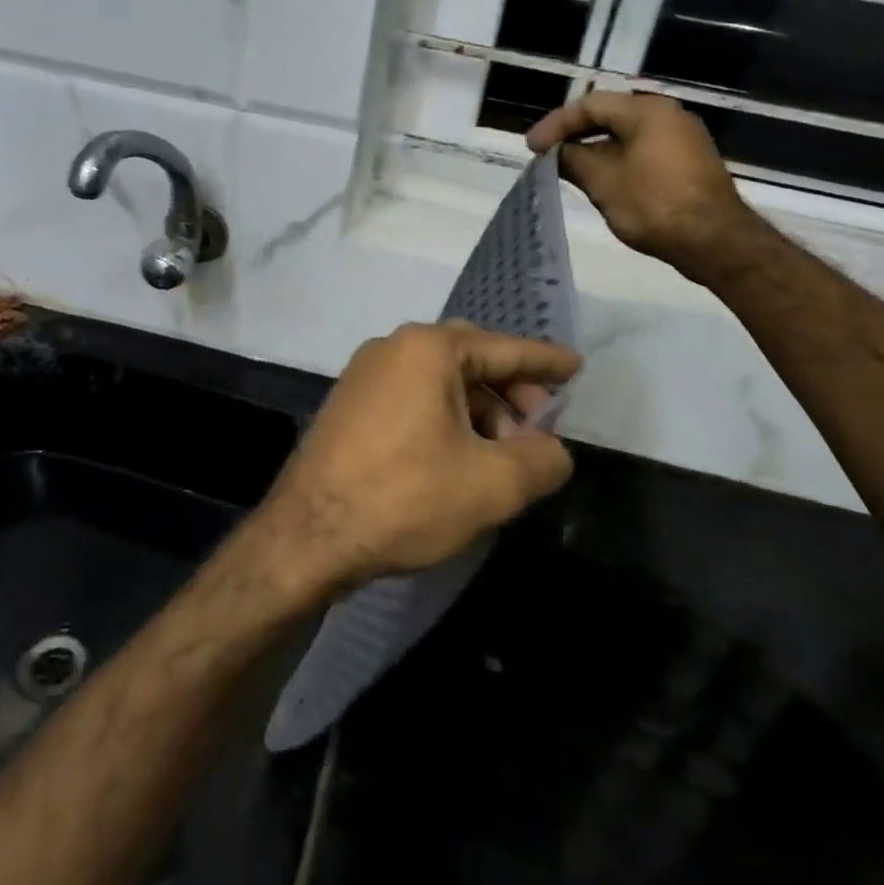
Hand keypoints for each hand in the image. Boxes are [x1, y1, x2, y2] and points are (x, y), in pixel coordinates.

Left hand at [255, 322, 580, 599]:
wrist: (308, 535)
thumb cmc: (404, 498)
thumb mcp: (491, 485)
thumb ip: (540, 461)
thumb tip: (552, 451)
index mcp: (427, 349)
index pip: (504, 348)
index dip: (545, 362)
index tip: (575, 367)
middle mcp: (392, 348)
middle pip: (469, 359)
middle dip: (509, 389)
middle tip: (538, 425)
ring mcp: (363, 375)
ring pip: (438, 381)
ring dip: (477, 409)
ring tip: (500, 455)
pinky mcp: (348, 405)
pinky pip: (411, 398)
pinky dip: (444, 418)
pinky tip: (457, 457)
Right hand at [526, 91, 766, 284]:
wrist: (714, 240)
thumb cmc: (653, 204)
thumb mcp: (603, 182)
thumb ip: (574, 160)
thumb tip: (558, 153)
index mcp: (646, 110)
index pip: (590, 105)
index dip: (555, 125)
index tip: (531, 149)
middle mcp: (667, 114)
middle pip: (609, 115)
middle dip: (574, 134)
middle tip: (546, 154)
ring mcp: (682, 137)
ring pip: (626, 134)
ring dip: (594, 149)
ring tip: (567, 168)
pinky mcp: (688, 161)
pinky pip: (642, 149)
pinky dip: (616, 159)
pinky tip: (600, 179)